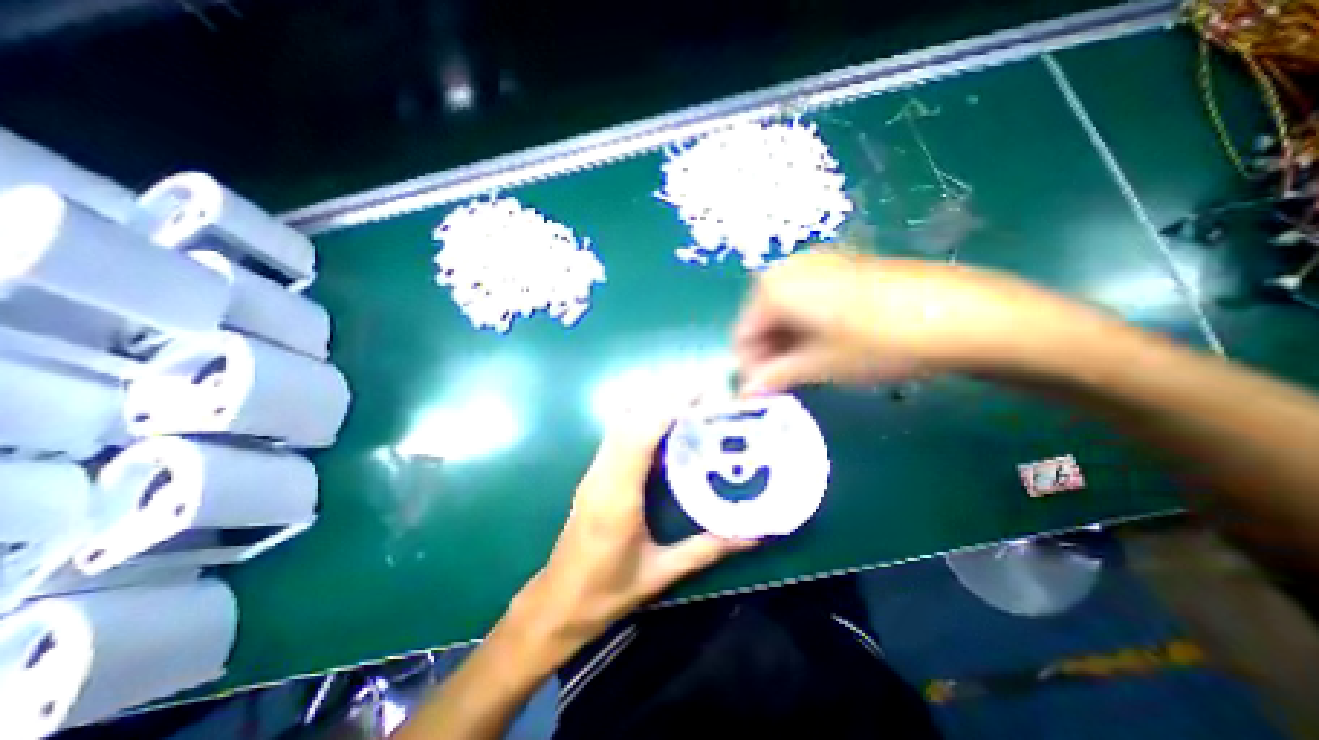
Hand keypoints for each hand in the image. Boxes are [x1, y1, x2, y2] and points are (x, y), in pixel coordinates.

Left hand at [508, 405, 757, 653]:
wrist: (557, 603)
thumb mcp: (661, 573)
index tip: (698, 392)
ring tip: (686, 402)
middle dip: (663, 398)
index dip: (667, 408)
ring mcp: (593, 472)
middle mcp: (602, 475)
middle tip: (700, 392)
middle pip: (629, 419)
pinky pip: (616, 436)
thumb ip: (706, 549)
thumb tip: (750, 535)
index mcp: (618, 497)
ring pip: (620, 423)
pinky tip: (663, 428)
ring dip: (651, 406)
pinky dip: (640, 421)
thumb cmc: (607, 592)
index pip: (641, 436)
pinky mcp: (592, 475)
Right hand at [732, 252, 1103, 394]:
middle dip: (769, 354)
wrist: (953, 312)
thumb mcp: (817, 365)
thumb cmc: (875, 342)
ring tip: (809, 367)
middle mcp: (786, 268)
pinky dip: (806, 325)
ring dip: (787, 342)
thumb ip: (773, 378)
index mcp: (772, 288)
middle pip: (761, 320)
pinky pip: (805, 299)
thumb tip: (744, 392)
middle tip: (787, 383)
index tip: (762, 392)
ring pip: (783, 311)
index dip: (750, 367)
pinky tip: (828, 343)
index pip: (742, 334)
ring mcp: (814, 262)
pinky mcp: (838, 265)